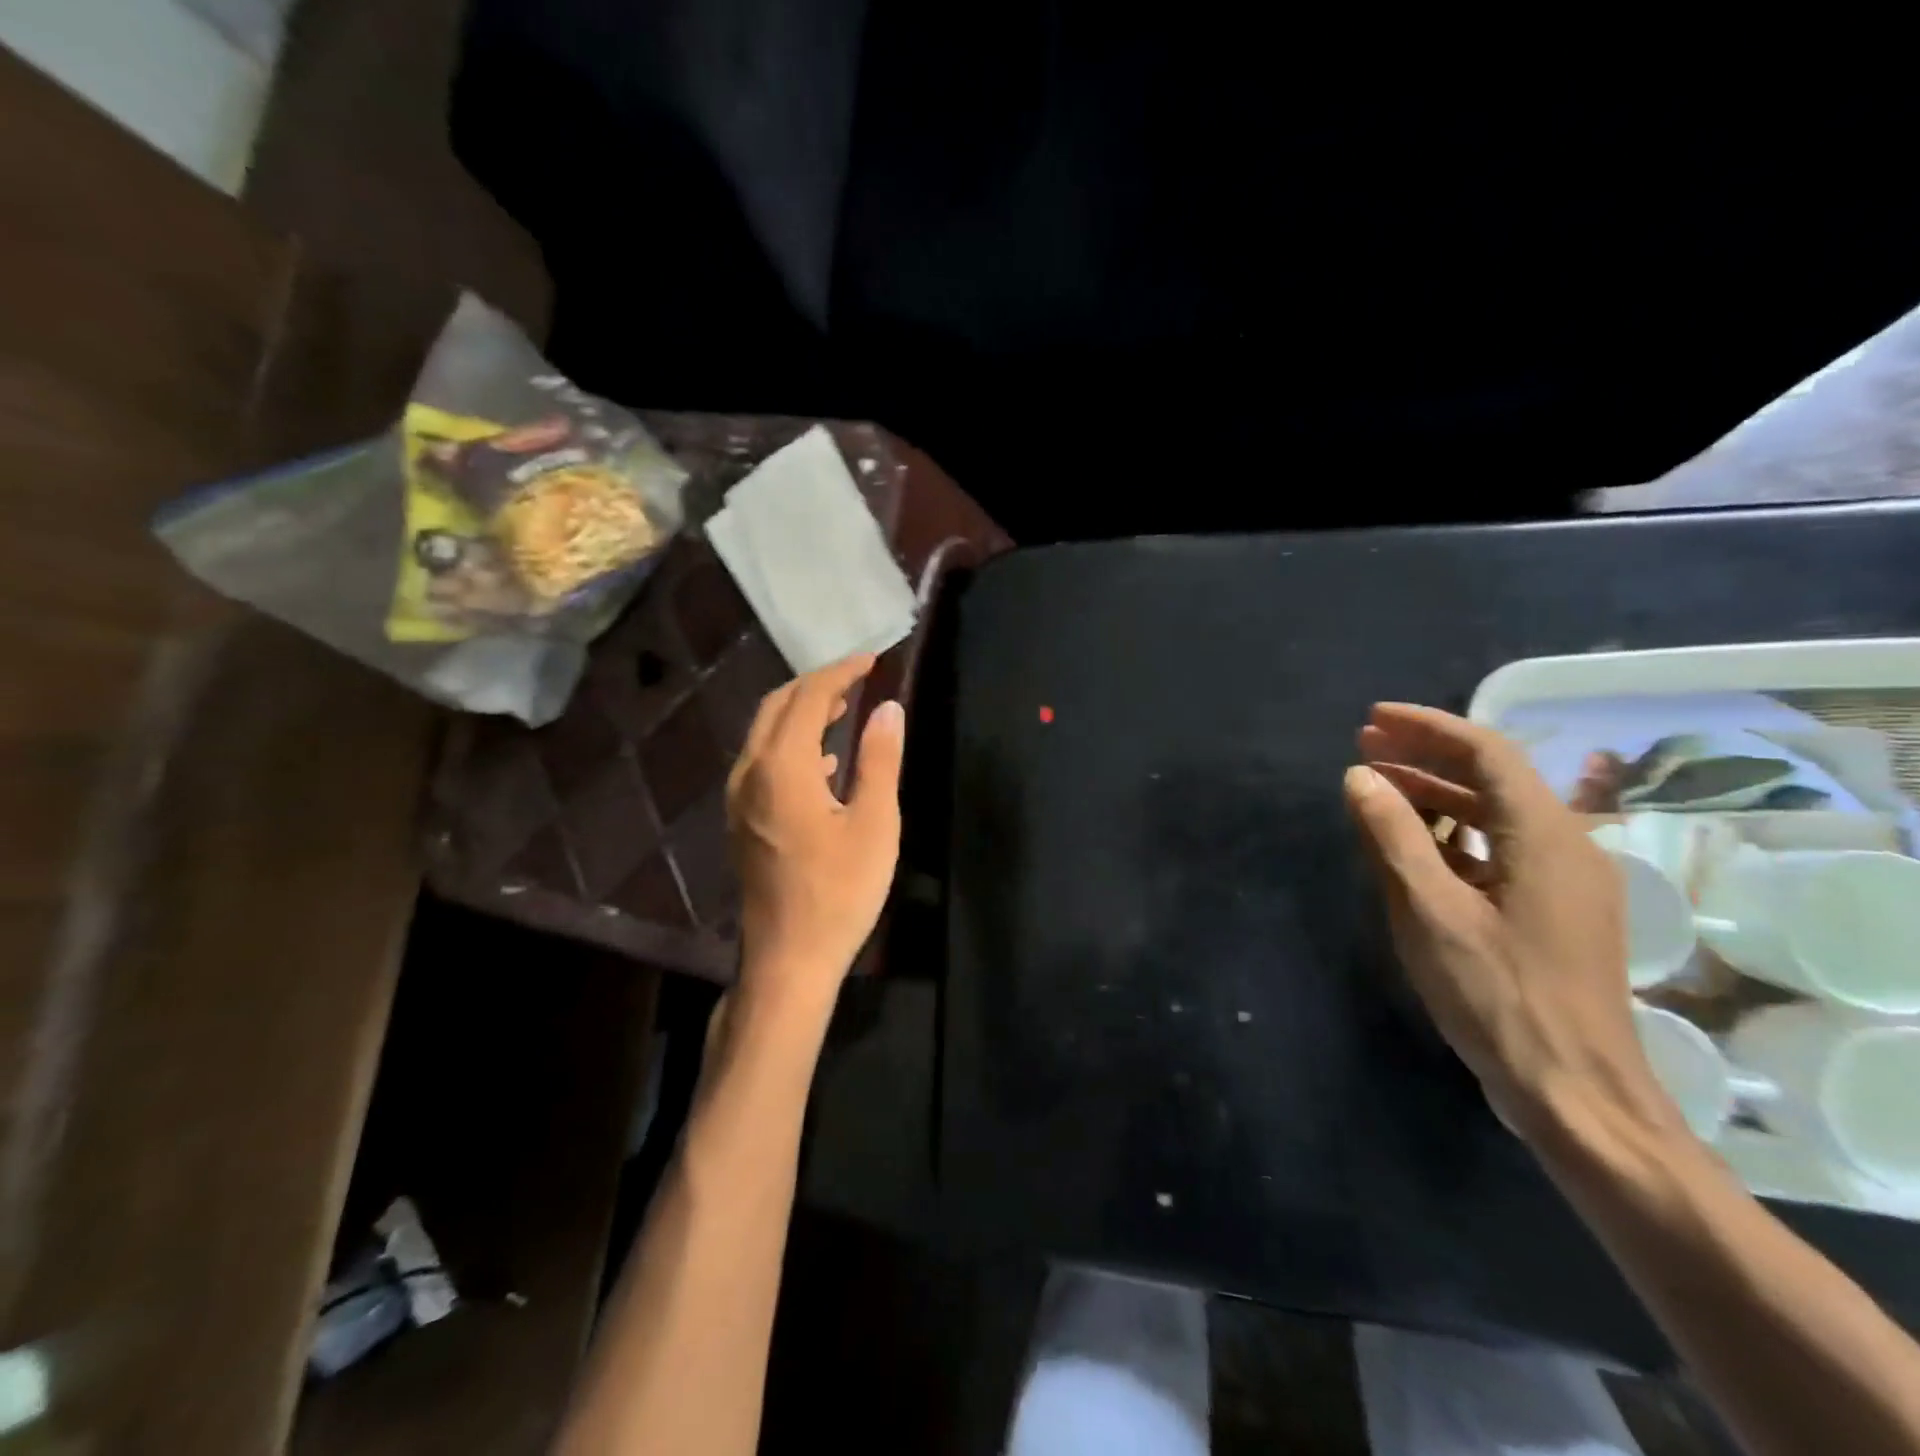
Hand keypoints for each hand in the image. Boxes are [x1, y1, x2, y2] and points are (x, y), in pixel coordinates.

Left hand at [726, 655, 904, 1021]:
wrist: (788, 959)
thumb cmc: (839, 892)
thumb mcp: (874, 824)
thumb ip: (879, 759)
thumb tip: (888, 708)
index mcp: (782, 767)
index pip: (808, 698)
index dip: (841, 673)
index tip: (873, 661)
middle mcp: (750, 772)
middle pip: (777, 707)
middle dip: (817, 685)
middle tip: (858, 679)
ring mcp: (739, 798)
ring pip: (765, 734)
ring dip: (802, 713)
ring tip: (844, 709)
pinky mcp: (741, 820)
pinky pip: (763, 762)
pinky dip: (792, 745)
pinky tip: (824, 763)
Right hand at [1343, 703, 1677, 1138]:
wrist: (1576, 1092)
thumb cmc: (1500, 996)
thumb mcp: (1431, 911)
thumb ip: (1393, 836)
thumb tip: (1359, 777)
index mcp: (1547, 836)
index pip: (1487, 751)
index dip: (1427, 726)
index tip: (1372, 719)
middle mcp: (1567, 846)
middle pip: (1492, 777)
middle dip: (1425, 756)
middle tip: (1363, 747)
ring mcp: (1565, 882)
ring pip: (1495, 815)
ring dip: (1436, 794)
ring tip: (1376, 788)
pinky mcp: (1555, 912)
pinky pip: (1500, 849)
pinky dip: (1453, 834)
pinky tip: (1412, 845)